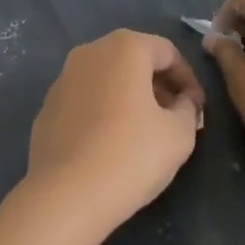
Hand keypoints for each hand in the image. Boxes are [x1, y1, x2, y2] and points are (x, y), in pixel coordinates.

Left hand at [25, 30, 203, 238]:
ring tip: (144, 132)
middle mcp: (91, 51)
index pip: (168, 52)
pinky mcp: (47, 106)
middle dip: (159, 85)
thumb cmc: (129, 156)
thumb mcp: (179, 135)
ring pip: (108, 78)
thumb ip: (188, 109)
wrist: (63, 197)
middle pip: (135, 60)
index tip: (197, 109)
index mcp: (125, 47)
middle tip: (174, 118)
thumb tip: (182, 102)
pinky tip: (110, 144)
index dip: (188, 80)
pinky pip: (86, 99)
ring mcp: (63, 78)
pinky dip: (103, 111)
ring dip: (130, 97)